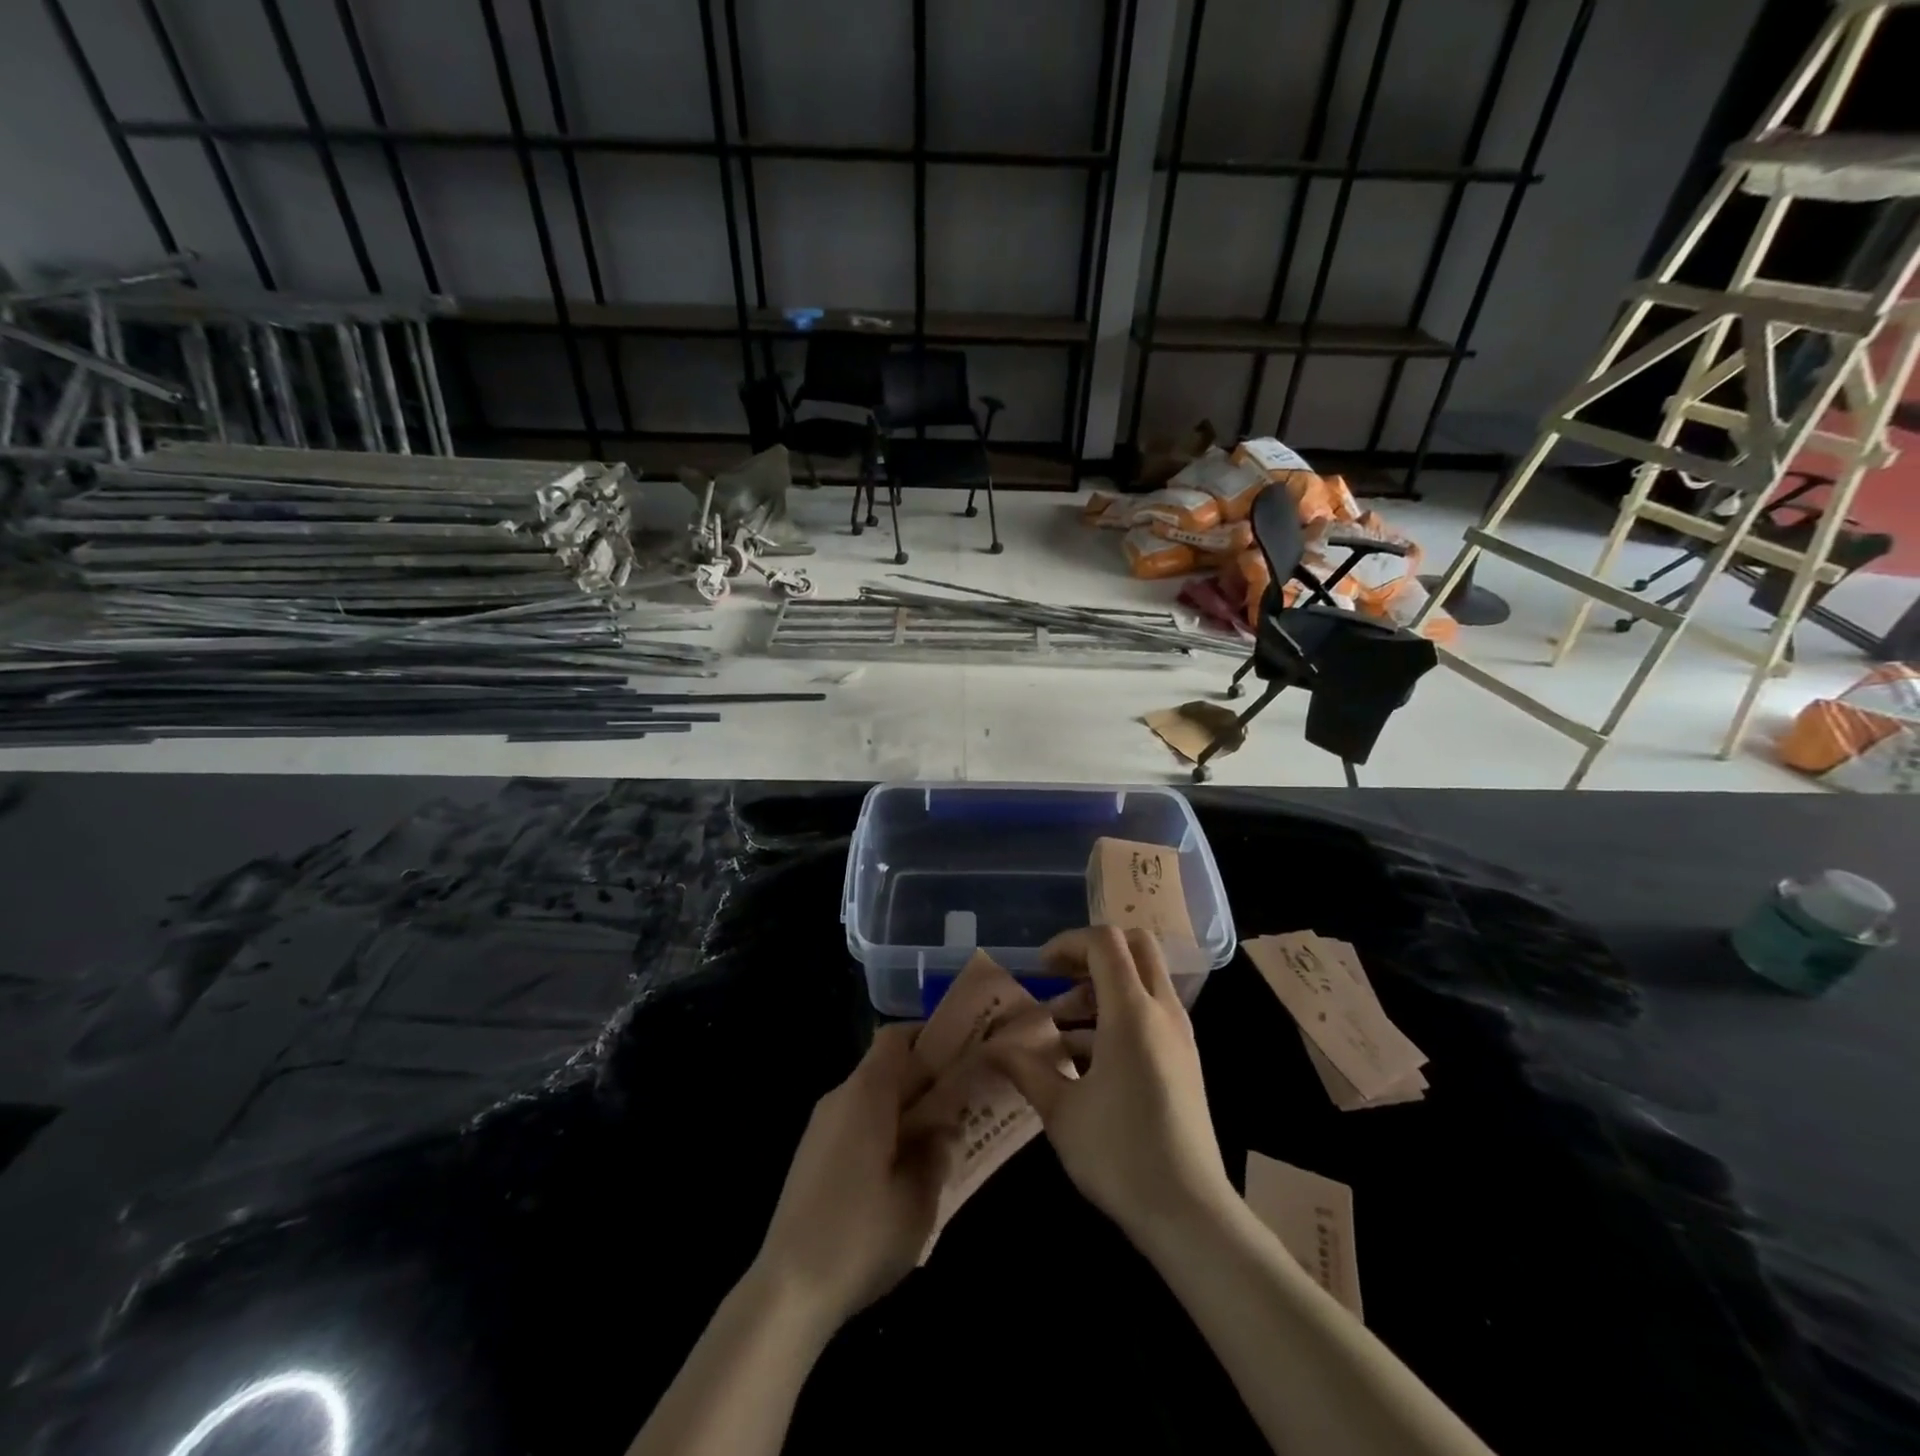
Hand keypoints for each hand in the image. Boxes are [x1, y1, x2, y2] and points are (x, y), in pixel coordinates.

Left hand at [754, 1023, 949, 1331]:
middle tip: (964, 1105)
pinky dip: (883, 1134)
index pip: (896, 1037)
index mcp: (866, 1093)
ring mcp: (821, 1128)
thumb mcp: (917, 1199)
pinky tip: (902, 1176)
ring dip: (905, 1112)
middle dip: (925, 1081)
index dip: (929, 1036)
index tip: (961, 1053)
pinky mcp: (812, 1158)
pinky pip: (856, 1126)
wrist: (786, 1291)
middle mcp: (840, 1098)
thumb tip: (944, 1129)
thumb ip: (937, 1153)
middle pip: (886, 1068)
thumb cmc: (860, 1235)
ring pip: (872, 1100)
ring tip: (940, 1144)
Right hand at [986, 927, 1234, 1248]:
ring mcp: (1179, 1035)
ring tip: (1059, 1030)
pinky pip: (1151, 1013)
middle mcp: (1162, 1011)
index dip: (1068, 943)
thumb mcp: (1060, 1110)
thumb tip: (992, 1047)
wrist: (1190, 1213)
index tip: (1040, 970)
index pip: (1105, 942)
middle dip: (1092, 953)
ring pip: (1143, 980)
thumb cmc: (1119, 1154)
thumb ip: (1025, 1068)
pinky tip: (1084, 1060)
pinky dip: (1118, 1016)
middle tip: (1058, 979)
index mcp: (1132, 1012)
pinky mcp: (1184, 1060)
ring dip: (1102, 989)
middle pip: (1135, 946)